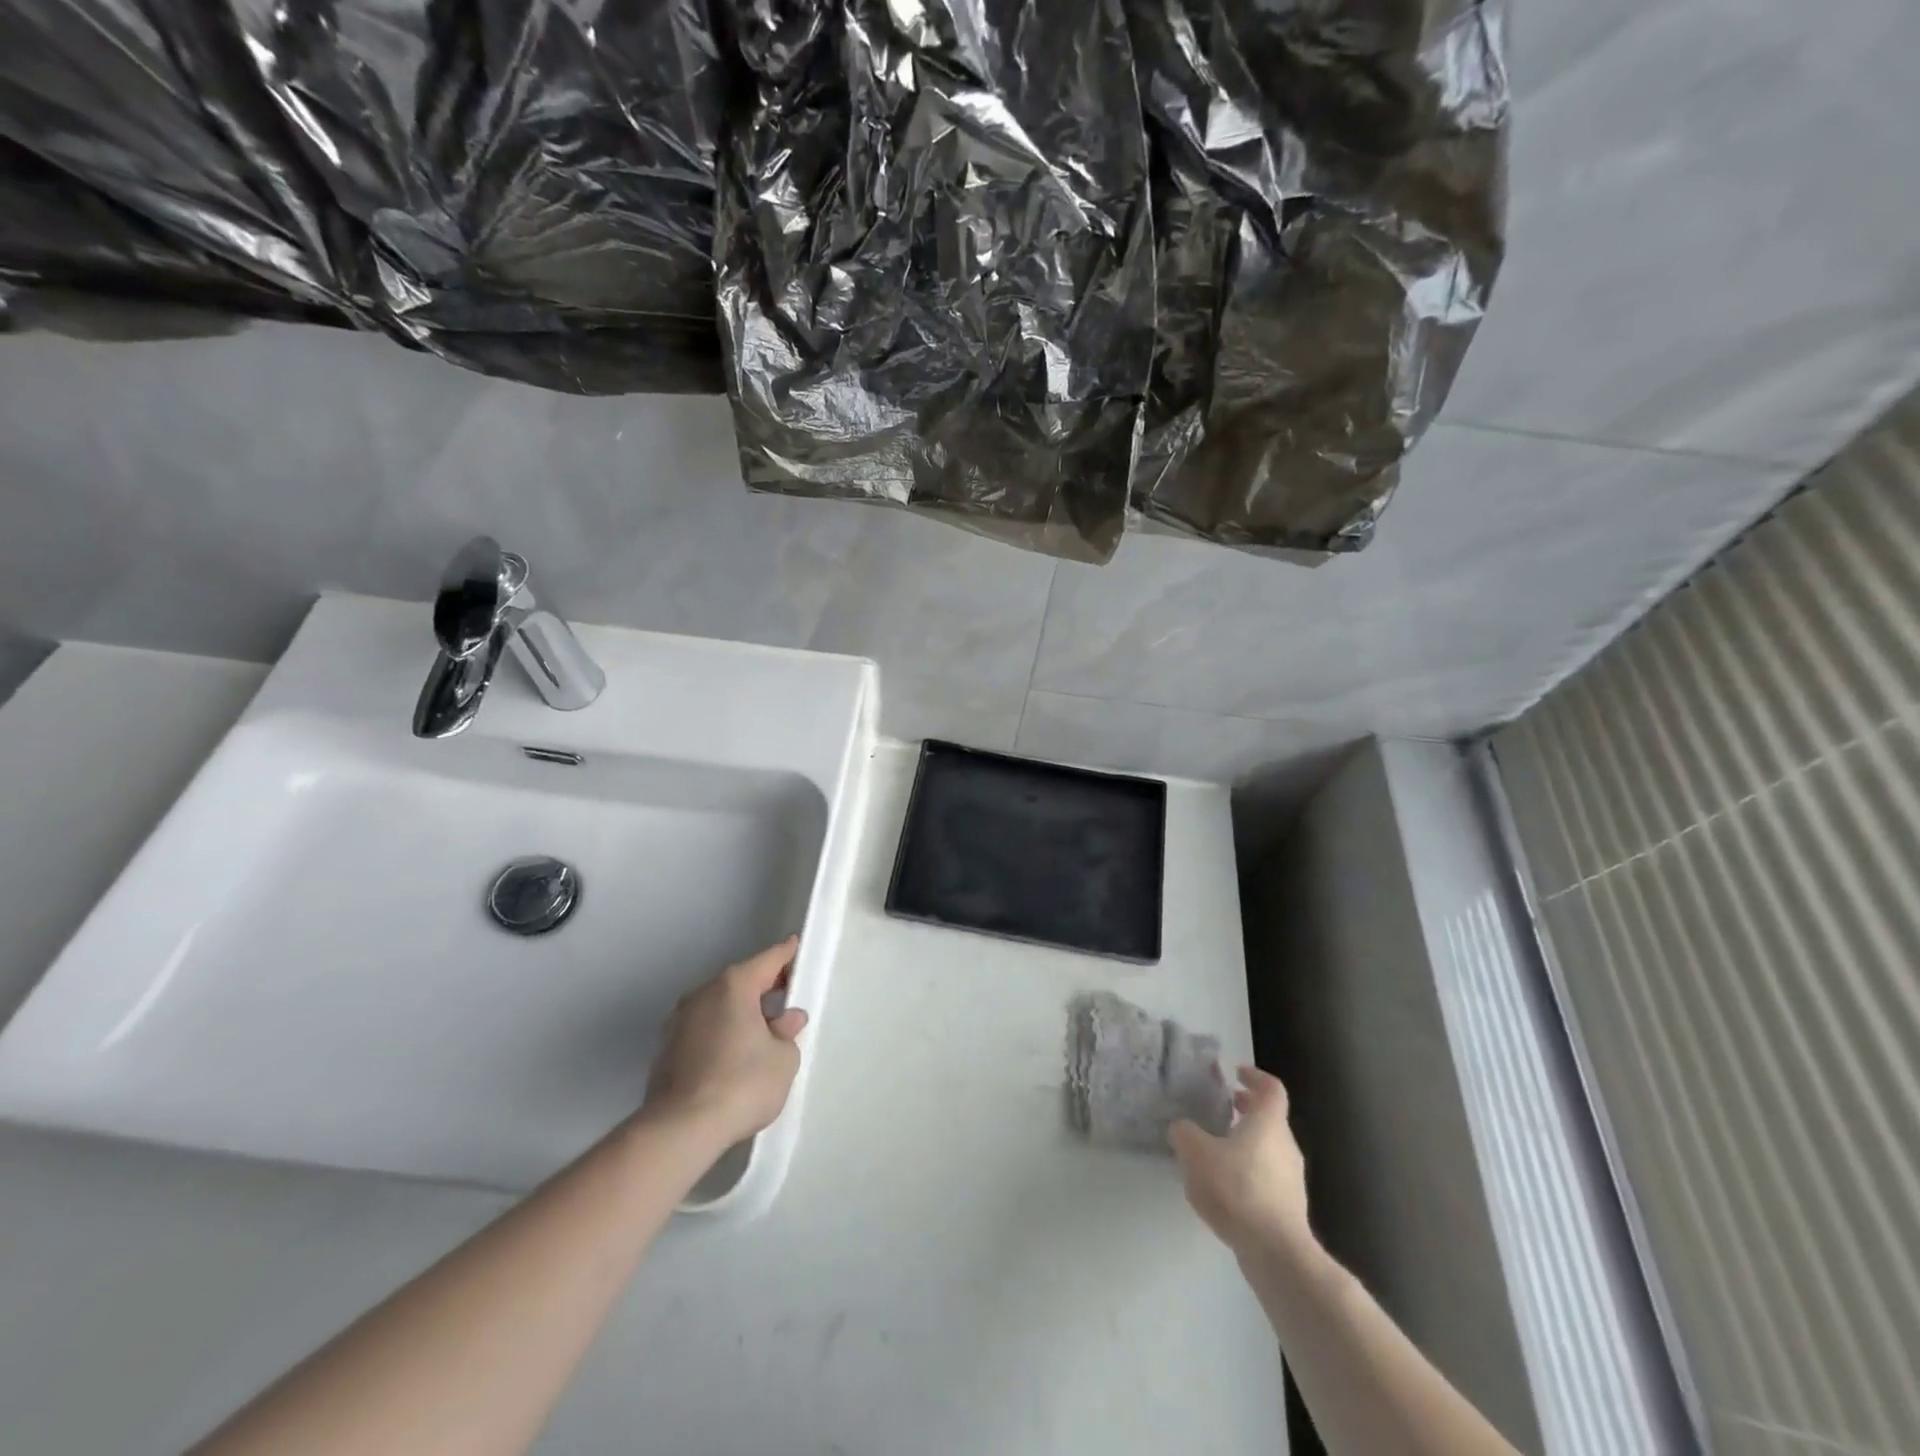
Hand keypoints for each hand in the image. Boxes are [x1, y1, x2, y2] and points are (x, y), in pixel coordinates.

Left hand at [642, 937, 808, 1148]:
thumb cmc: (742, 1084)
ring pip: (718, 1007)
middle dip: (763, 989)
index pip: (768, 960)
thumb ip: (787, 1033)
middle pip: (740, 982)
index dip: (786, 955)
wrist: (680, 1130)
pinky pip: (702, 1031)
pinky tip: (732, 1058)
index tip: (796, 948)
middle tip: (785, 998)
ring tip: (760, 1033)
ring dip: (739, 1014)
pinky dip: (720, 1035)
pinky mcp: (665, 1050)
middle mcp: (702, 994)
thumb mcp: (783, 1059)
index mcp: (734, 986)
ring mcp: (678, 1022)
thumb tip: (784, 1021)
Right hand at [1169, 1065, 1311, 1255]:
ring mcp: (1291, 1179)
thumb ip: (1184, 1133)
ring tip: (1216, 1149)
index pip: (1271, 1088)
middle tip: (1223, 1107)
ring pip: (1268, 1149)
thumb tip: (1181, 1127)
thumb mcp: (1196, 1153)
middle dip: (1246, 1110)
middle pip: (1270, 1119)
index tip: (1236, 1073)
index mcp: (1268, 1123)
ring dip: (1246, 1142)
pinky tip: (1224, 1187)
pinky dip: (1248, 1171)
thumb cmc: (1237, 1189)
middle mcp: (1286, 1145)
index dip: (1255, 1077)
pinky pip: (1267, 1177)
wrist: (1276, 1252)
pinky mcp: (1288, 1208)